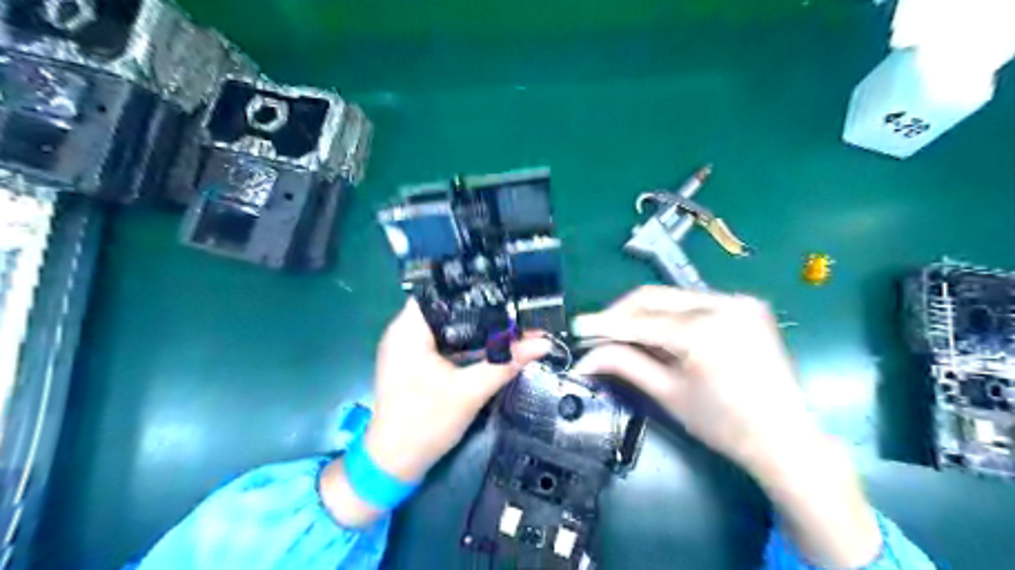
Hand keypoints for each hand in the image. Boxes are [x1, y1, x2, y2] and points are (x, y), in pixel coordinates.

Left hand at [322, 301, 546, 527]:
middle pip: (446, 309)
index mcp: (408, 329)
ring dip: (473, 328)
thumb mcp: (470, 391)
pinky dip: (463, 344)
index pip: (440, 292)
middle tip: (512, 306)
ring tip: (506, 321)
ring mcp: (406, 349)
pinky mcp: (413, 364)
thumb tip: (542, 343)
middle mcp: (403, 333)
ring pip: (445, 327)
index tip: (502, 289)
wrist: (394, 464)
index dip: (471, 289)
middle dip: (479, 310)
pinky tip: (488, 345)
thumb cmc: (425, 423)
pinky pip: (442, 344)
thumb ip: (506, 363)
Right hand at [571, 283, 814, 472]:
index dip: (605, 324)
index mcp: (705, 330)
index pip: (641, 320)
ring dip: (643, 313)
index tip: (578, 326)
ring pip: (672, 297)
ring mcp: (738, 300)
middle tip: (597, 331)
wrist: (786, 439)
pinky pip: (693, 303)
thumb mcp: (668, 393)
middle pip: (655, 297)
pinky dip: (669, 315)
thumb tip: (585, 357)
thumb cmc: (724, 424)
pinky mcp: (745, 305)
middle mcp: (723, 303)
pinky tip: (655, 331)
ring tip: (622, 333)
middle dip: (622, 314)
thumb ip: (624, 364)